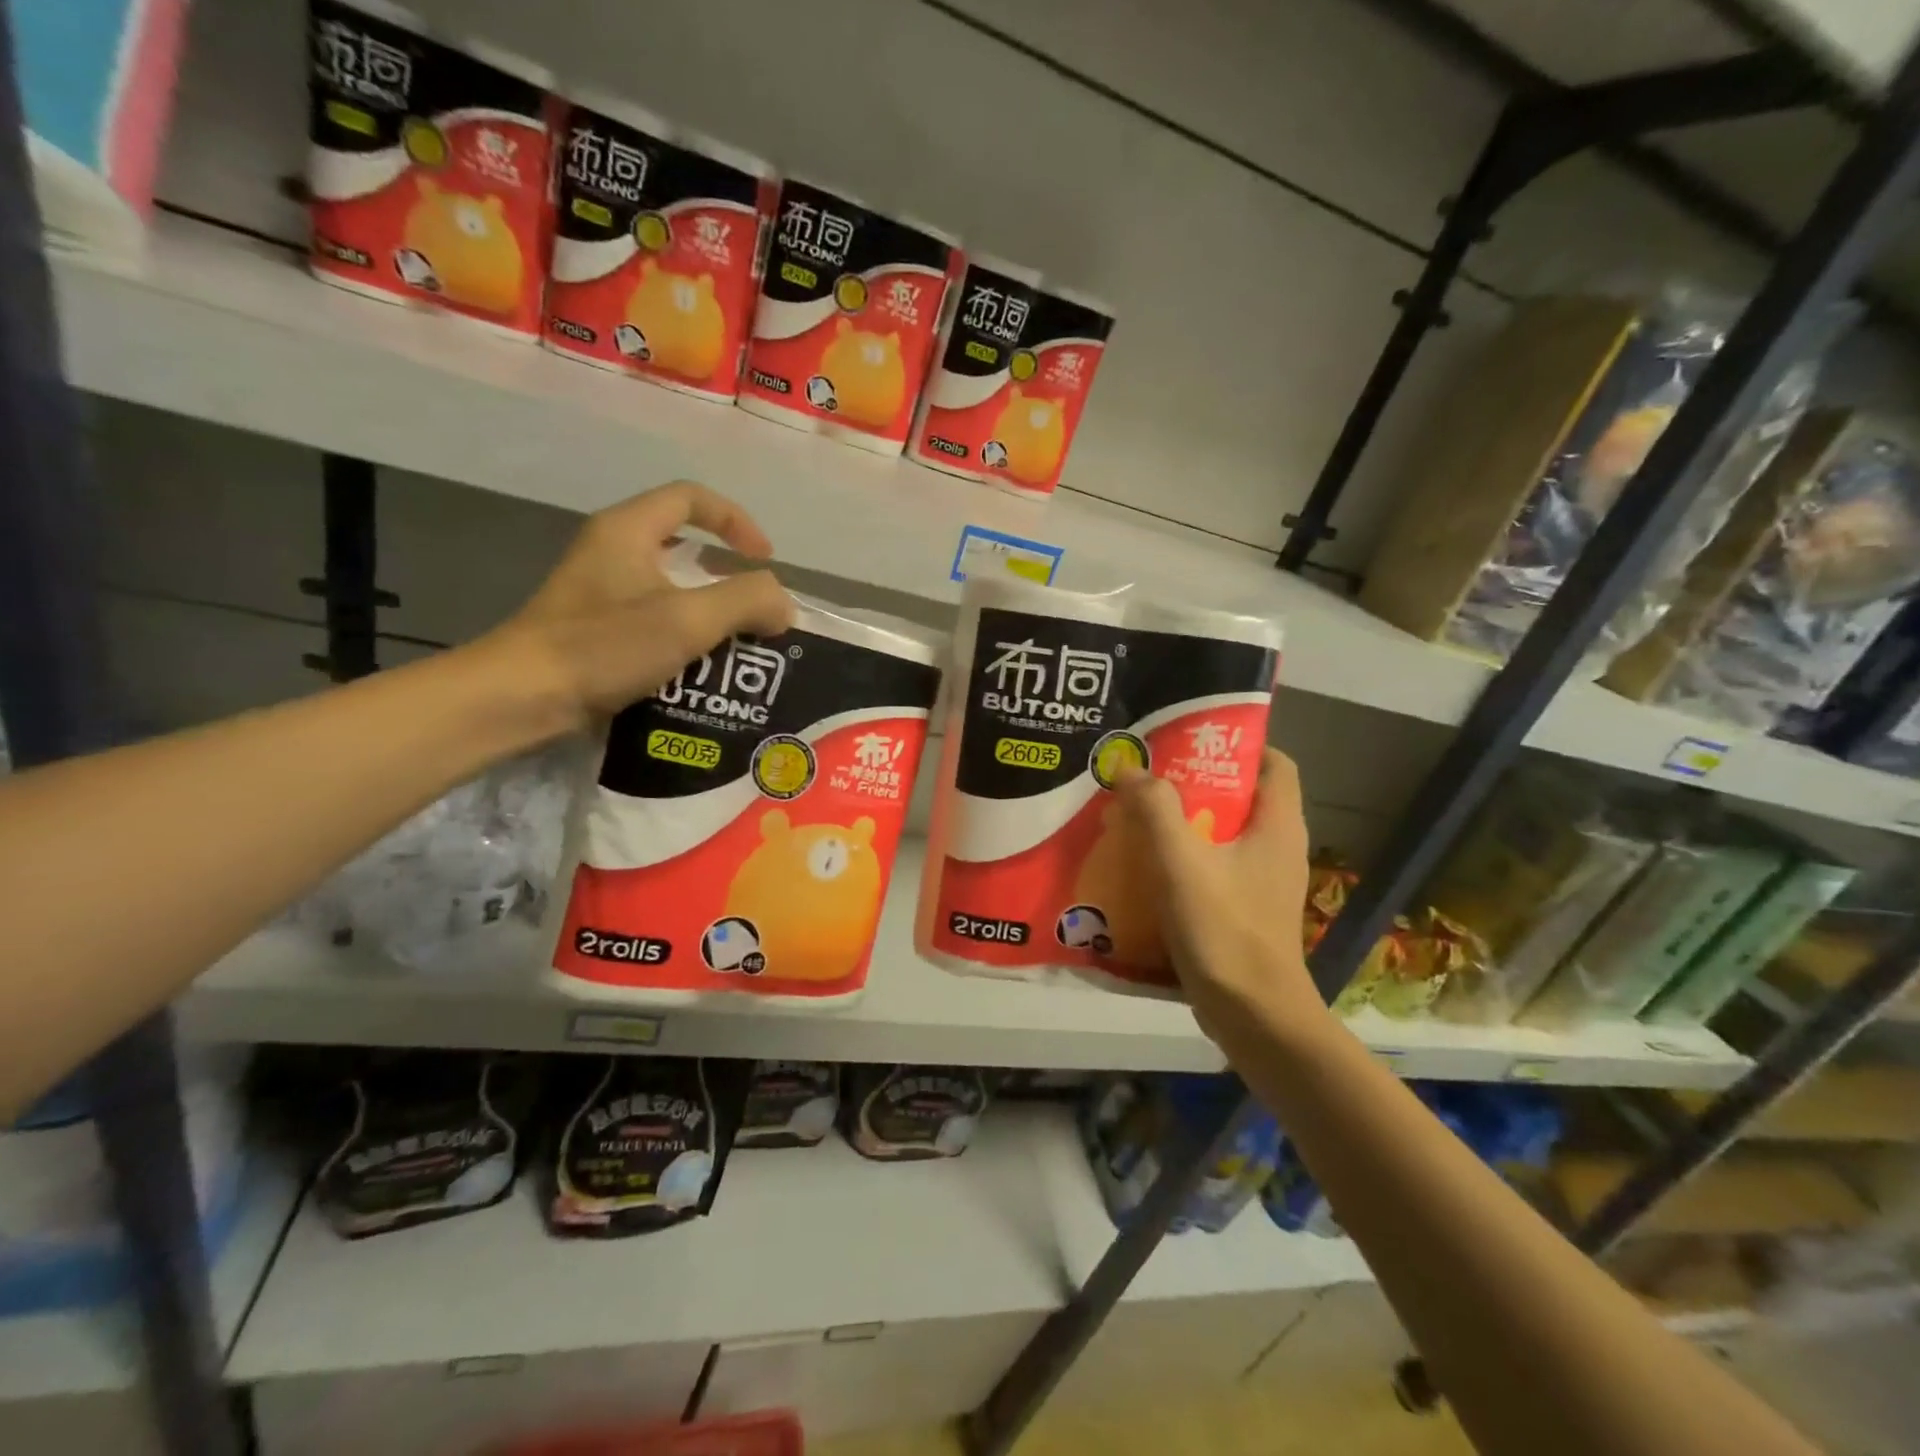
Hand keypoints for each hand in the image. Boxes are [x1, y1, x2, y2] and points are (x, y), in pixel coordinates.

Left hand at [485, 481, 795, 729]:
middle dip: (728, 578)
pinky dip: (685, 638)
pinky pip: (654, 620)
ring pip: (671, 588)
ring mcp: (600, 592)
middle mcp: (612, 551)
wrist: (521, 697)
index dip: (736, 521)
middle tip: (755, 612)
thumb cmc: (603, 646)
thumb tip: (782, 605)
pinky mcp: (595, 629)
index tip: (764, 560)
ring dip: (710, 613)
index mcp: (628, 530)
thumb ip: (747, 601)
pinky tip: (700, 671)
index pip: (691, 498)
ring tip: (737, 647)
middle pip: (684, 546)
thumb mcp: (687, 619)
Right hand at [1116, 748, 1326, 1045]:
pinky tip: (1145, 867)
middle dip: (1196, 782)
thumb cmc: (1224, 929)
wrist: (1253, 1016)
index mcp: (1278, 826)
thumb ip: (1155, 809)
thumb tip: (1130, 768)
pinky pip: (1215, 870)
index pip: (1275, 763)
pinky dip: (1184, 860)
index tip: (1190, 740)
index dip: (1238, 744)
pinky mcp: (1246, 912)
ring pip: (1225, 836)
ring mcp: (1264, 884)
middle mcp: (1278, 849)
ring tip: (1138, 817)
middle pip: (1242, 797)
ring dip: (1185, 824)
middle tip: (1148, 776)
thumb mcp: (1182, 861)